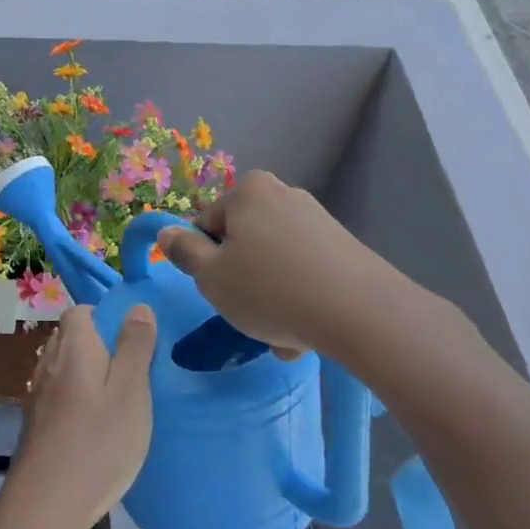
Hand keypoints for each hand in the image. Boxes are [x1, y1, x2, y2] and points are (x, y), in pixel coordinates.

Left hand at [6, 305, 155, 528]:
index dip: (107, 318)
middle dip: (100, 345)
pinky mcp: (36, 420)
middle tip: (133, 371)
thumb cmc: (98, 441)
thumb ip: (135, 346)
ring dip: (88, 373)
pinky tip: (95, 423)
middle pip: (72, 337)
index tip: (133, 340)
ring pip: (65, 366)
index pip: (82, 311)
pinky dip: (77, 397)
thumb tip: (138, 306)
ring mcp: (39, 392)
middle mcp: (49, 360)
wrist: (47, 501)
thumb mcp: (131, 390)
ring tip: (118, 398)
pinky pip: (59, 392)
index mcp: (73, 345)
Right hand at [156, 171, 380, 359]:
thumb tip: (167, 233)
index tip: (220, 293)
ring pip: (274, 262)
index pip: (207, 225)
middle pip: (243, 243)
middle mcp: (283, 194)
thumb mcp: (211, 276)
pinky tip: (306, 333)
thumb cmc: (270, 290)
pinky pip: (304, 272)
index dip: (206, 262)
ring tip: (282, 337)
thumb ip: (184, 252)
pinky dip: (299, 297)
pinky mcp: (343, 246)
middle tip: (249, 317)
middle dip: (242, 280)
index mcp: (248, 191)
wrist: (362, 313)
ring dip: (270, 297)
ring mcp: (317, 219)